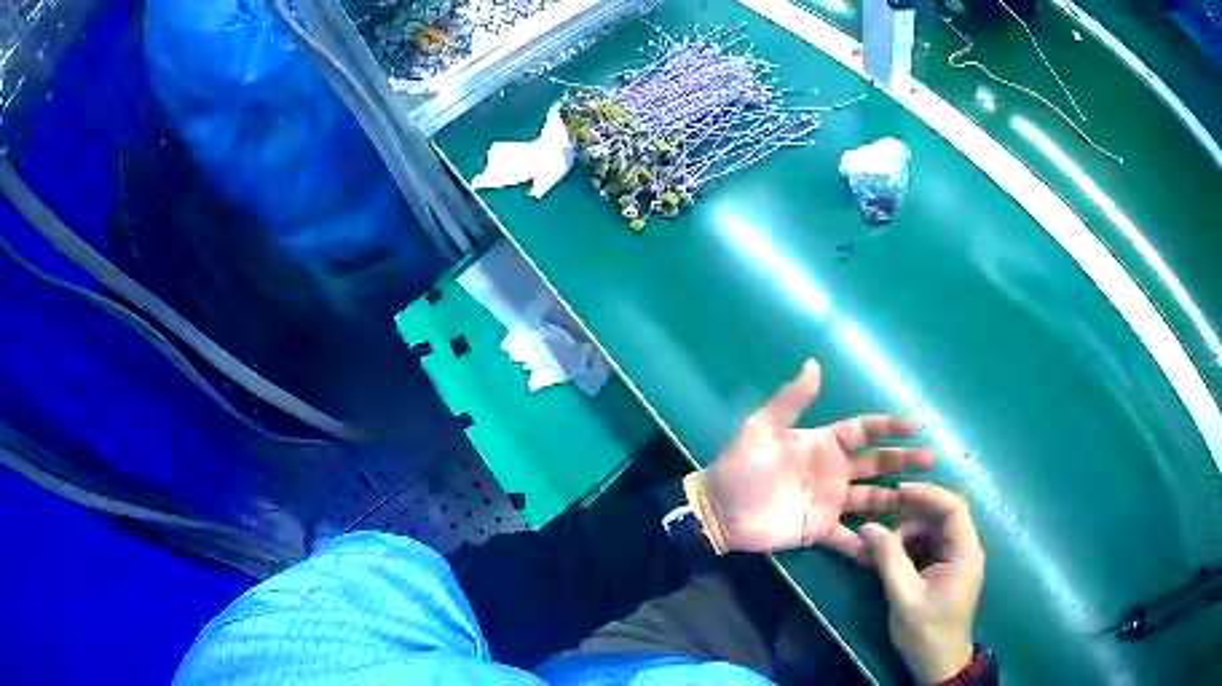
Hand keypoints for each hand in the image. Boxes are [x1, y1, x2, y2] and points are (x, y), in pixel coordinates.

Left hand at [697, 359, 934, 555]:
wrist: (718, 510)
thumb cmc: (740, 467)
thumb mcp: (762, 428)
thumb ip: (790, 400)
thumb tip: (813, 363)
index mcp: (823, 444)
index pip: (865, 431)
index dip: (890, 427)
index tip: (917, 425)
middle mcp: (834, 472)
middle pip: (878, 464)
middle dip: (905, 460)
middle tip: (931, 460)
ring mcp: (830, 503)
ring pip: (872, 499)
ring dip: (897, 500)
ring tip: (924, 502)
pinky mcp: (820, 531)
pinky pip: (849, 538)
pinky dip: (867, 544)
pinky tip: (888, 549)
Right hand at [862, 483, 983, 684]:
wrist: (938, 664)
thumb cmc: (925, 631)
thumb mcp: (903, 596)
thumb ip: (888, 559)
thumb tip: (867, 526)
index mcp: (965, 551)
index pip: (953, 507)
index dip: (926, 494)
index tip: (896, 493)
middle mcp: (967, 549)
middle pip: (942, 517)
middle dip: (910, 519)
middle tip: (880, 533)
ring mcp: (958, 560)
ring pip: (934, 531)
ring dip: (908, 535)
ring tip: (880, 552)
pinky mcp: (948, 571)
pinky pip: (930, 547)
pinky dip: (911, 549)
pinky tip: (890, 562)